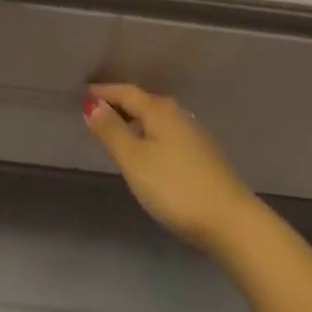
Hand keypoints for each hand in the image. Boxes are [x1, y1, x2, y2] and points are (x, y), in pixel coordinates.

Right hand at [82, 84, 265, 256]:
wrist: (230, 220)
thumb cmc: (175, 187)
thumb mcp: (135, 160)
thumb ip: (112, 131)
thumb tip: (92, 103)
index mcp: (159, 110)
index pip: (125, 92)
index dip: (103, 91)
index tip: (82, 92)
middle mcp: (178, 114)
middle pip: (143, 101)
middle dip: (119, 102)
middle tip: (95, 109)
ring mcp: (194, 134)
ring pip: (156, 118)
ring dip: (135, 119)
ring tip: (117, 128)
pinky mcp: (203, 155)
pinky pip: (167, 132)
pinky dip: (150, 133)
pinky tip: (147, 149)